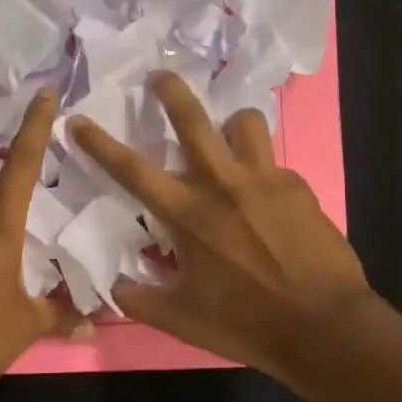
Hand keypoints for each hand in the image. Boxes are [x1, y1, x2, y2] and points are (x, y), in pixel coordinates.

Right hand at [70, 72, 379, 381]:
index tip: (77, 120)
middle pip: (193, 120)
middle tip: (160, 75)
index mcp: (188, 214)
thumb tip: (114, 284)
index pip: (132, 170)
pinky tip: (267, 199)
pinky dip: (262, 172)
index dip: (99, 144)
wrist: (324, 327)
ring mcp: (265, 180)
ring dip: (231, 123)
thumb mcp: (181, 320)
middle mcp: (223, 185)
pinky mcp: (299, 187)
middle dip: (171, 90)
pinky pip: (273, 164)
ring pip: (245, 122)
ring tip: (228, 136)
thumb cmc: (245, 323)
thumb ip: (139, 298)